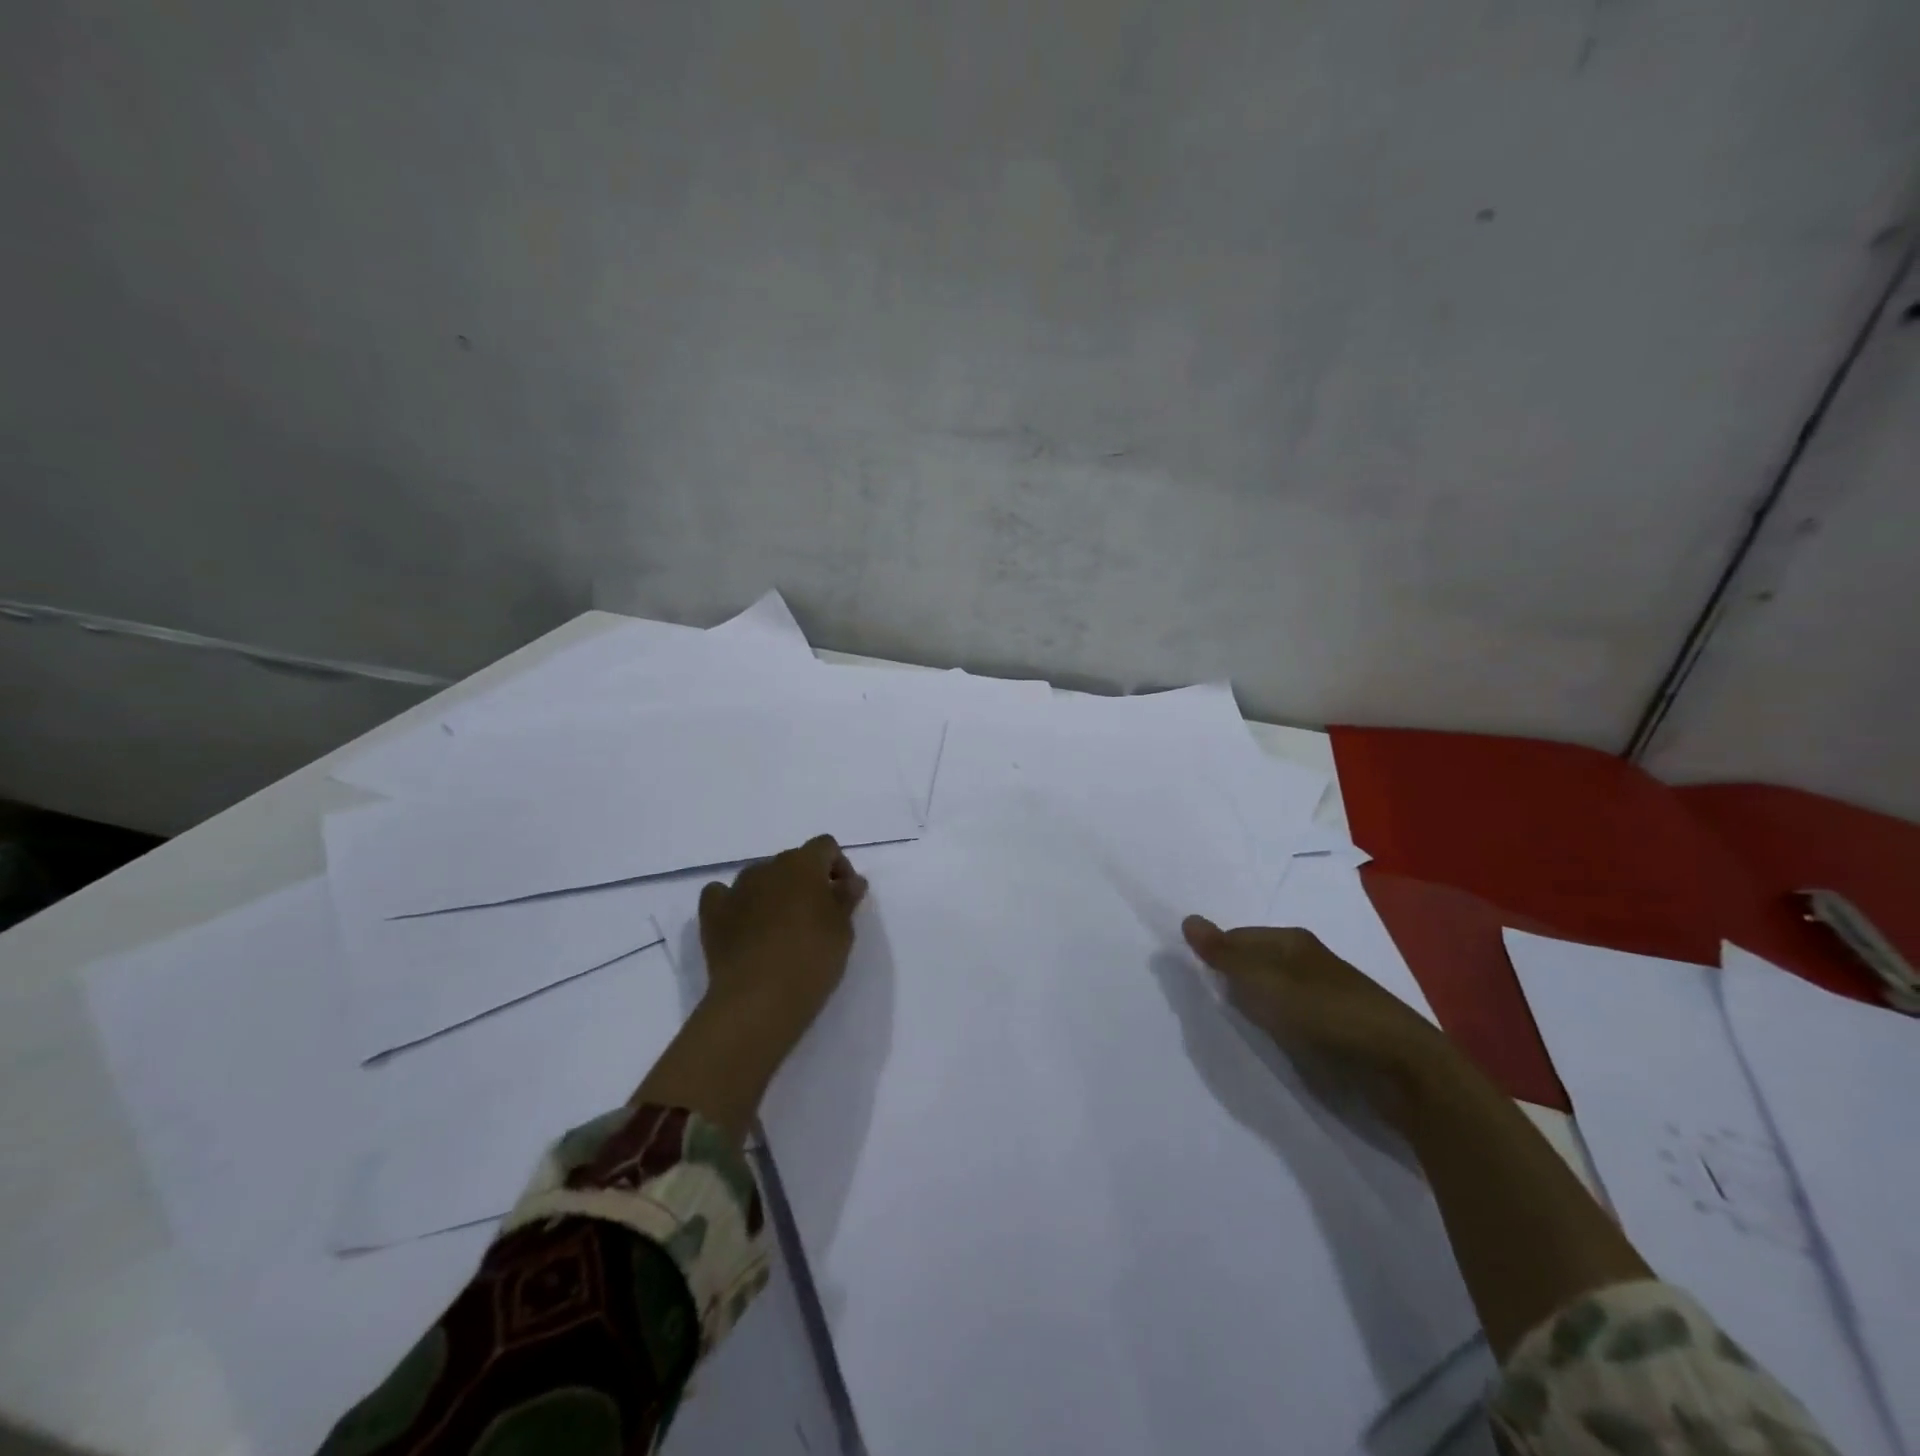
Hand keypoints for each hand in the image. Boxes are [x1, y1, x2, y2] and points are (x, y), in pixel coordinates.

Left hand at [699, 834, 868, 1038]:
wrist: (758, 999)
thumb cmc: (811, 959)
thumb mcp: (843, 930)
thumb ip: (846, 899)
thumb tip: (850, 881)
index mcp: (803, 864)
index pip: (825, 846)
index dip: (838, 866)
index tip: (845, 896)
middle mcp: (768, 867)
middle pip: (792, 861)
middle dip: (806, 881)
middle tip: (817, 916)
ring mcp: (736, 889)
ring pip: (760, 877)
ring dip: (773, 892)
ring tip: (781, 927)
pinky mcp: (712, 914)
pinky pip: (722, 895)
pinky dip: (734, 904)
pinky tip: (742, 924)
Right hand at [1181, 915, 1461, 1118]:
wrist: (1403, 1070)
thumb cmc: (1328, 1016)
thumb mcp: (1267, 983)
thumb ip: (1226, 956)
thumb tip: (1188, 919)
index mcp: (1292, 941)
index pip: (1237, 938)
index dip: (1214, 955)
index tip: (1193, 980)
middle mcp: (1308, 962)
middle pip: (1255, 964)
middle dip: (1231, 980)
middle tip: (1204, 1003)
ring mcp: (1324, 997)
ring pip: (1273, 993)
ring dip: (1253, 1006)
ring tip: (1230, 1024)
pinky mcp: (1337, 1030)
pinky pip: (1291, 1019)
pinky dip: (1275, 1026)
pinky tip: (1268, 1040)